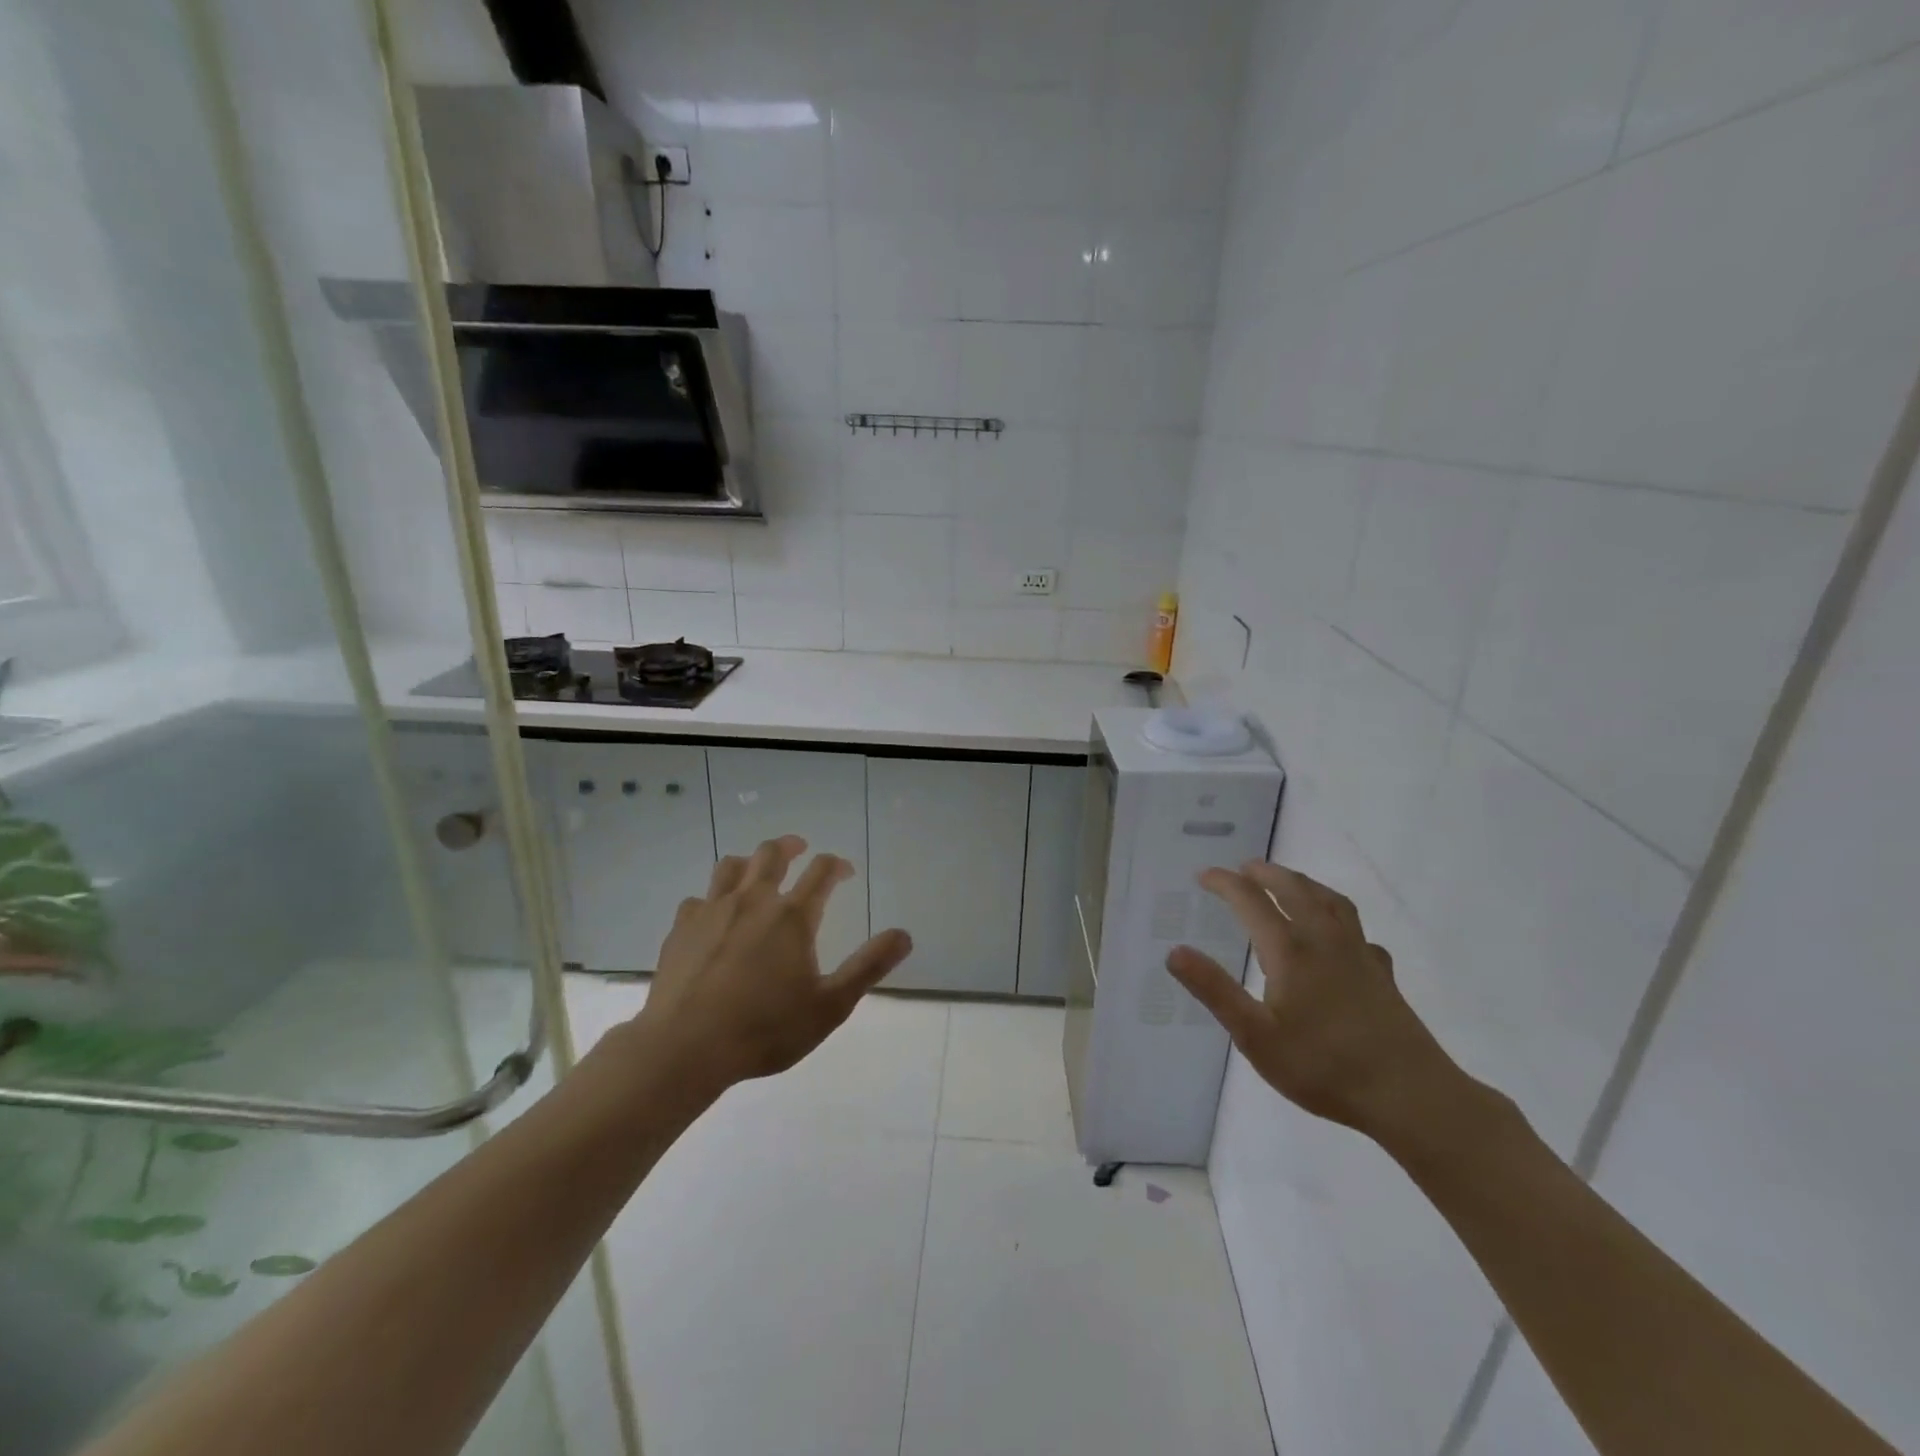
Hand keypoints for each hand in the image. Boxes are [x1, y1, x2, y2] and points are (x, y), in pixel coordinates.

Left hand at [635, 835, 912, 1089]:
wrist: (685, 1048)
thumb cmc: (765, 1029)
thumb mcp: (830, 1006)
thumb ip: (869, 966)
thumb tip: (904, 935)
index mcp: (792, 916)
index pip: (821, 871)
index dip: (837, 865)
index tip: (845, 872)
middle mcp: (754, 900)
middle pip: (772, 854)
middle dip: (791, 846)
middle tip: (801, 848)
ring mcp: (713, 910)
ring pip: (732, 866)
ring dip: (750, 861)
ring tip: (757, 869)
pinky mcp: (682, 928)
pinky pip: (699, 898)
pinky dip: (712, 898)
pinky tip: (714, 914)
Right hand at [1166, 861, 1476, 1144]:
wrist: (1410, 1095)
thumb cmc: (1323, 1067)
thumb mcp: (1255, 1036)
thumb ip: (1214, 990)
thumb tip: (1174, 951)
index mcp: (1290, 950)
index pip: (1251, 901)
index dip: (1225, 883)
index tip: (1203, 875)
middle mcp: (1324, 940)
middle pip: (1294, 889)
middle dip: (1265, 873)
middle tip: (1244, 868)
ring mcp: (1359, 954)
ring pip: (1330, 901)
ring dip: (1304, 884)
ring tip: (1289, 882)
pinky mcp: (1382, 974)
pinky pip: (1357, 930)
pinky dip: (1339, 919)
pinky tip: (1339, 937)